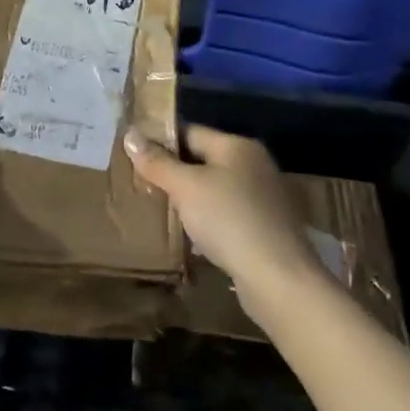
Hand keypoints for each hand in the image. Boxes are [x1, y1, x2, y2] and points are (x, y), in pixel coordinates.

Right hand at [126, 125, 326, 306]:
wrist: (279, 279)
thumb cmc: (229, 220)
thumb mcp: (185, 187)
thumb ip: (157, 162)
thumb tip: (130, 135)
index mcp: (237, 146)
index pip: (190, 131)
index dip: (161, 141)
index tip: (134, 155)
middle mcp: (254, 165)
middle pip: (203, 159)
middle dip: (174, 172)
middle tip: (142, 184)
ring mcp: (263, 198)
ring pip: (214, 189)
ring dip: (190, 198)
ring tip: (161, 210)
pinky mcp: (265, 228)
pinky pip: (226, 214)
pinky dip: (207, 220)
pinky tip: (191, 236)